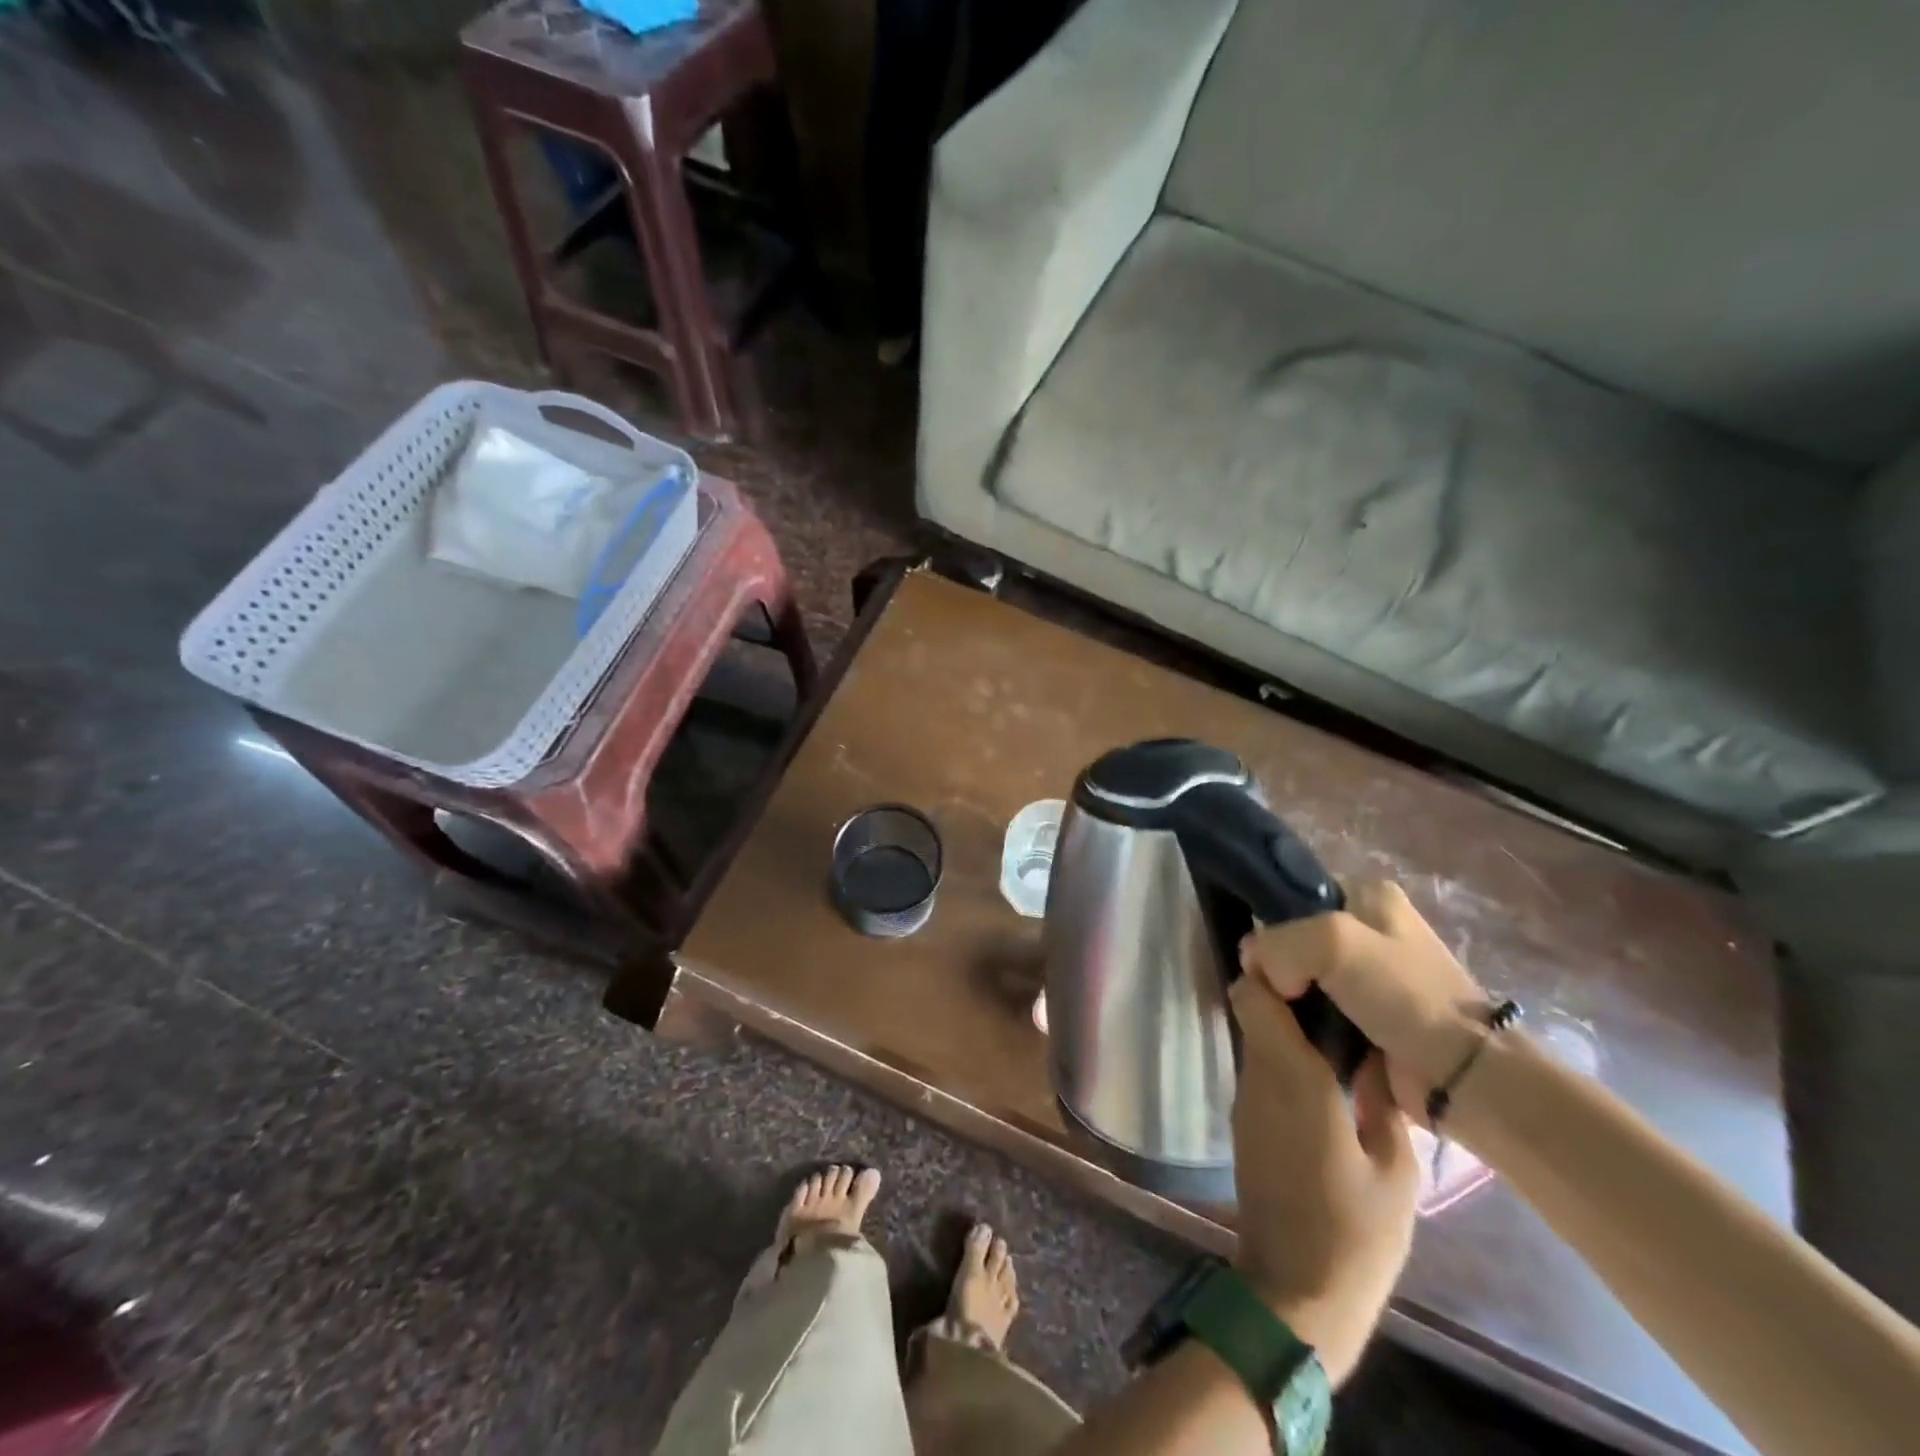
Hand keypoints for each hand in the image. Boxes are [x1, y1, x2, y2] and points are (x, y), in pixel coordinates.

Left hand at [1228, 974, 1417, 1384]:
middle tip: (1338, 988)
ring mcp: (1246, 1100)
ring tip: (1342, 1026)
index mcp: (1290, 1076)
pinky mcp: (1246, 1123)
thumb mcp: (1394, 1170)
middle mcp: (1257, 1077)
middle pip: (1254, 1010)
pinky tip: (1326, 1071)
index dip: (1271, 967)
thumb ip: (1382, 1101)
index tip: (1309, 959)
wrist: (1295, 1294)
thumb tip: (1377, 1053)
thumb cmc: (1353, 1233)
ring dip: (1288, 1027)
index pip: (1254, 995)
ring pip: (1258, 1039)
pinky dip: (1285, 1058)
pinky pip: (1262, 1071)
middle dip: (1287, 992)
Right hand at [1241, 881, 1487, 1125]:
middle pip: (1295, 941)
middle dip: (1277, 969)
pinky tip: (1296, 1039)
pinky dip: (1303, 1024)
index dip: (1270, 927)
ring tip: (1279, 1022)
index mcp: (1368, 895)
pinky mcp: (1369, 1018)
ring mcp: (1370, 976)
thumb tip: (1255, 968)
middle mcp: (1369, 928)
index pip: (1293, 898)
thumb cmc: (1403, 995)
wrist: (1464, 1076)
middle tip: (1271, 997)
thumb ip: (1277, 943)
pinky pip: (1317, 1012)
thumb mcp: (1332, 943)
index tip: (1261, 963)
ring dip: (1287, 1001)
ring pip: (1302, 979)